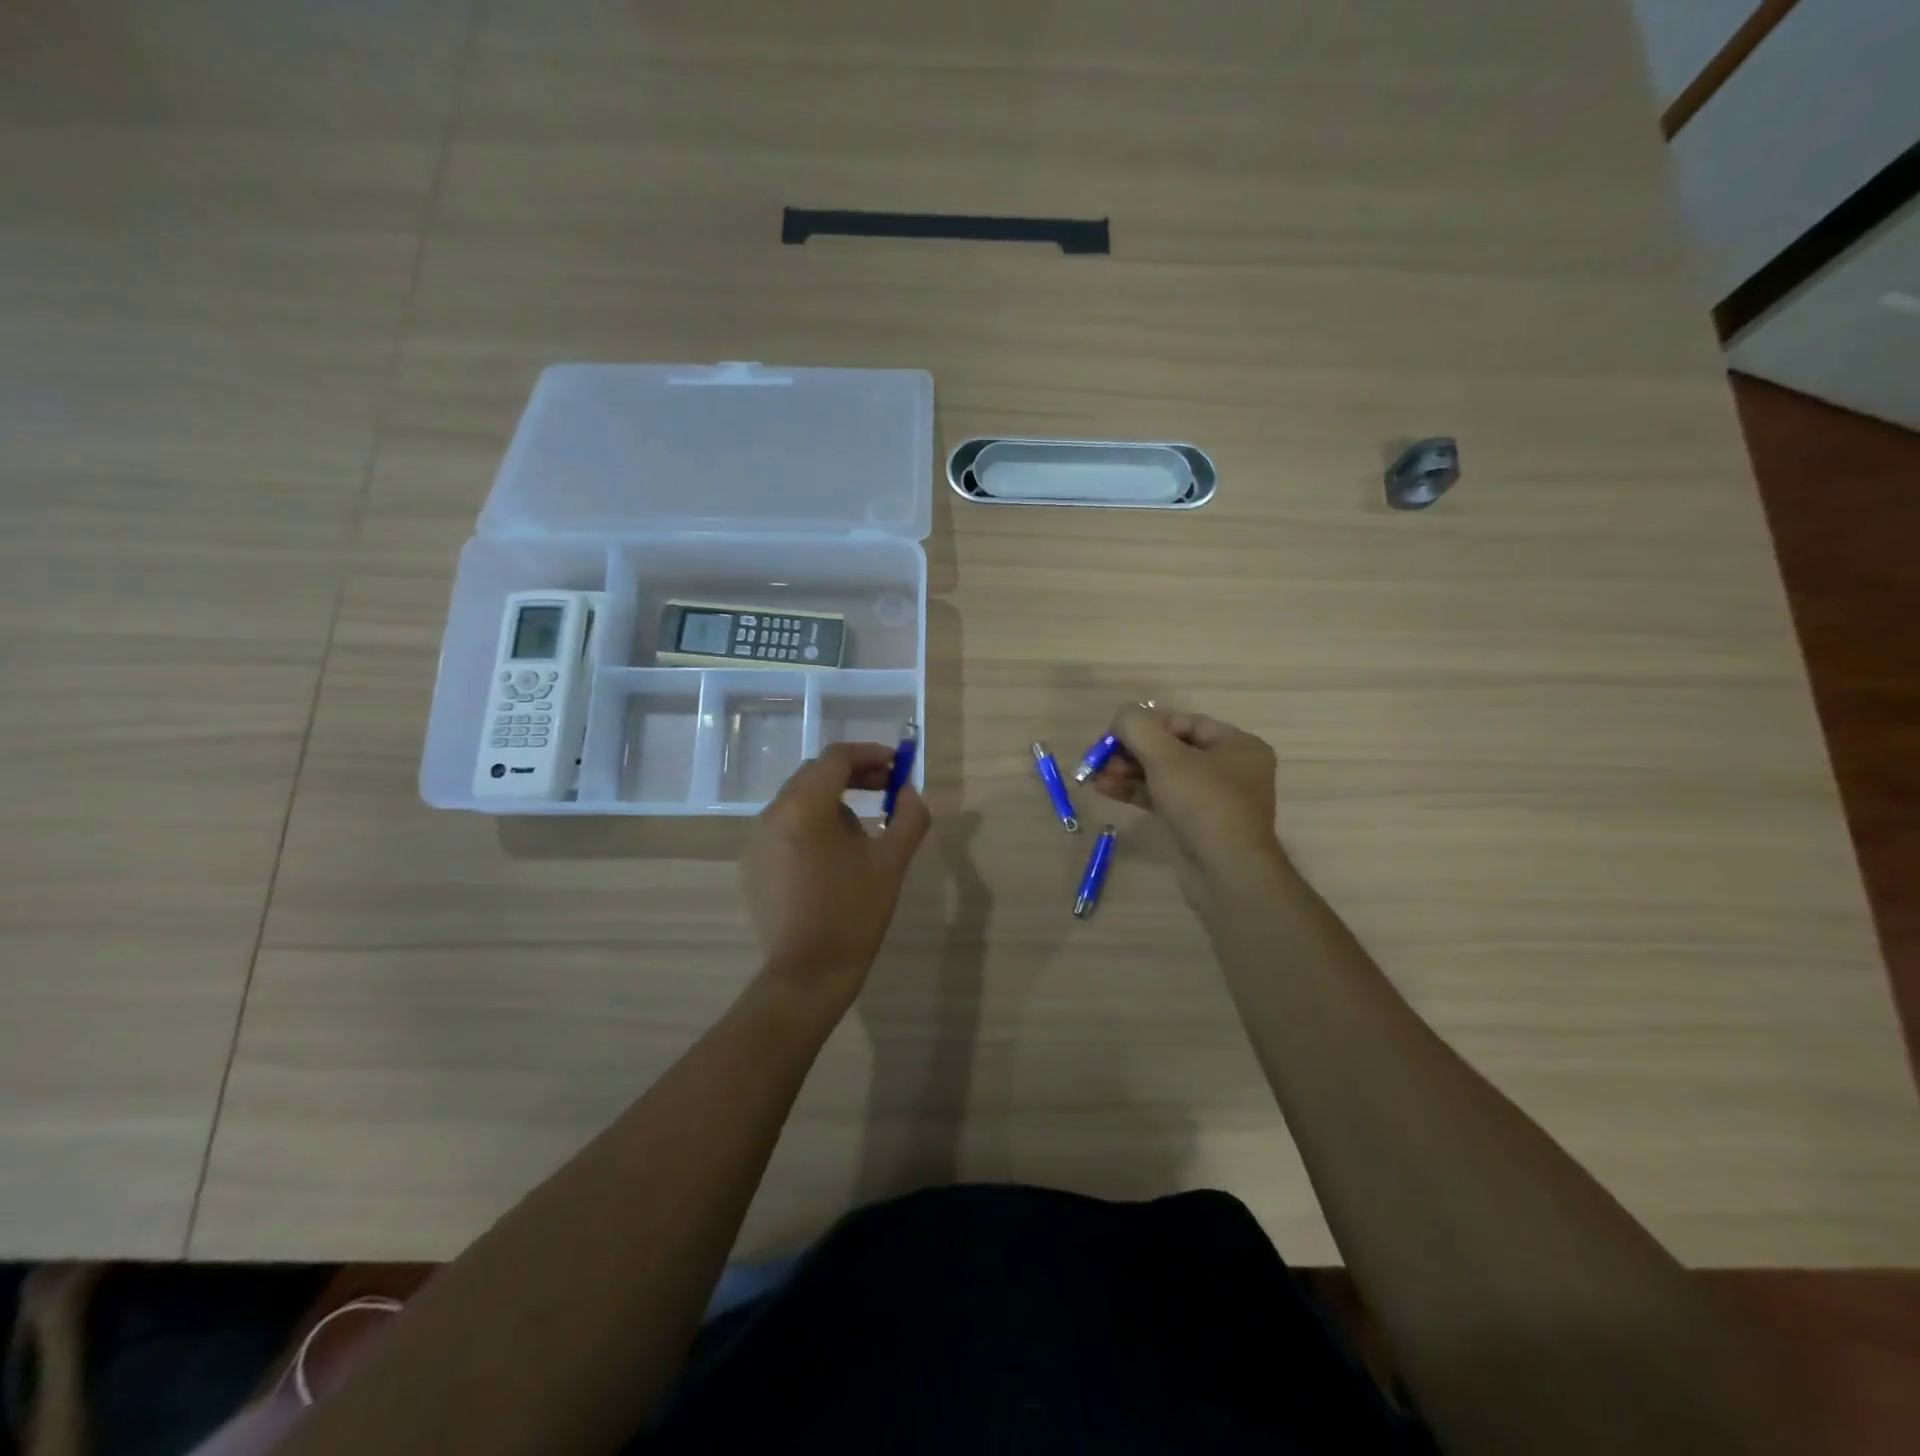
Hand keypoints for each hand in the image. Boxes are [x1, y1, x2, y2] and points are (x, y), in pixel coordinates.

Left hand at [741, 743, 930, 1006]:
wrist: (807, 975)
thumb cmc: (854, 913)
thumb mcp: (892, 861)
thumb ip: (909, 815)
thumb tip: (908, 791)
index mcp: (804, 807)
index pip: (836, 758)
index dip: (871, 754)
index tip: (898, 765)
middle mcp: (772, 814)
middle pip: (815, 774)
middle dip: (854, 775)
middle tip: (887, 789)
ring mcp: (757, 840)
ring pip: (799, 800)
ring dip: (833, 799)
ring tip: (864, 828)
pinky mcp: (753, 864)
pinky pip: (785, 827)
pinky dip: (812, 824)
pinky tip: (834, 855)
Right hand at [1088, 704, 1283, 898]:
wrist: (1226, 873)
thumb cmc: (1203, 803)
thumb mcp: (1166, 757)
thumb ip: (1138, 728)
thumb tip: (1121, 716)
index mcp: (1237, 745)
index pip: (1184, 722)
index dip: (1146, 724)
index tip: (1113, 733)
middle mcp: (1230, 769)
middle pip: (1171, 748)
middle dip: (1132, 751)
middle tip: (1100, 757)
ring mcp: (1213, 800)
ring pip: (1163, 775)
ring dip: (1128, 772)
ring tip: (1095, 774)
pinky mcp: (1196, 825)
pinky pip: (1162, 798)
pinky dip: (1136, 792)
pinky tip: (1105, 789)